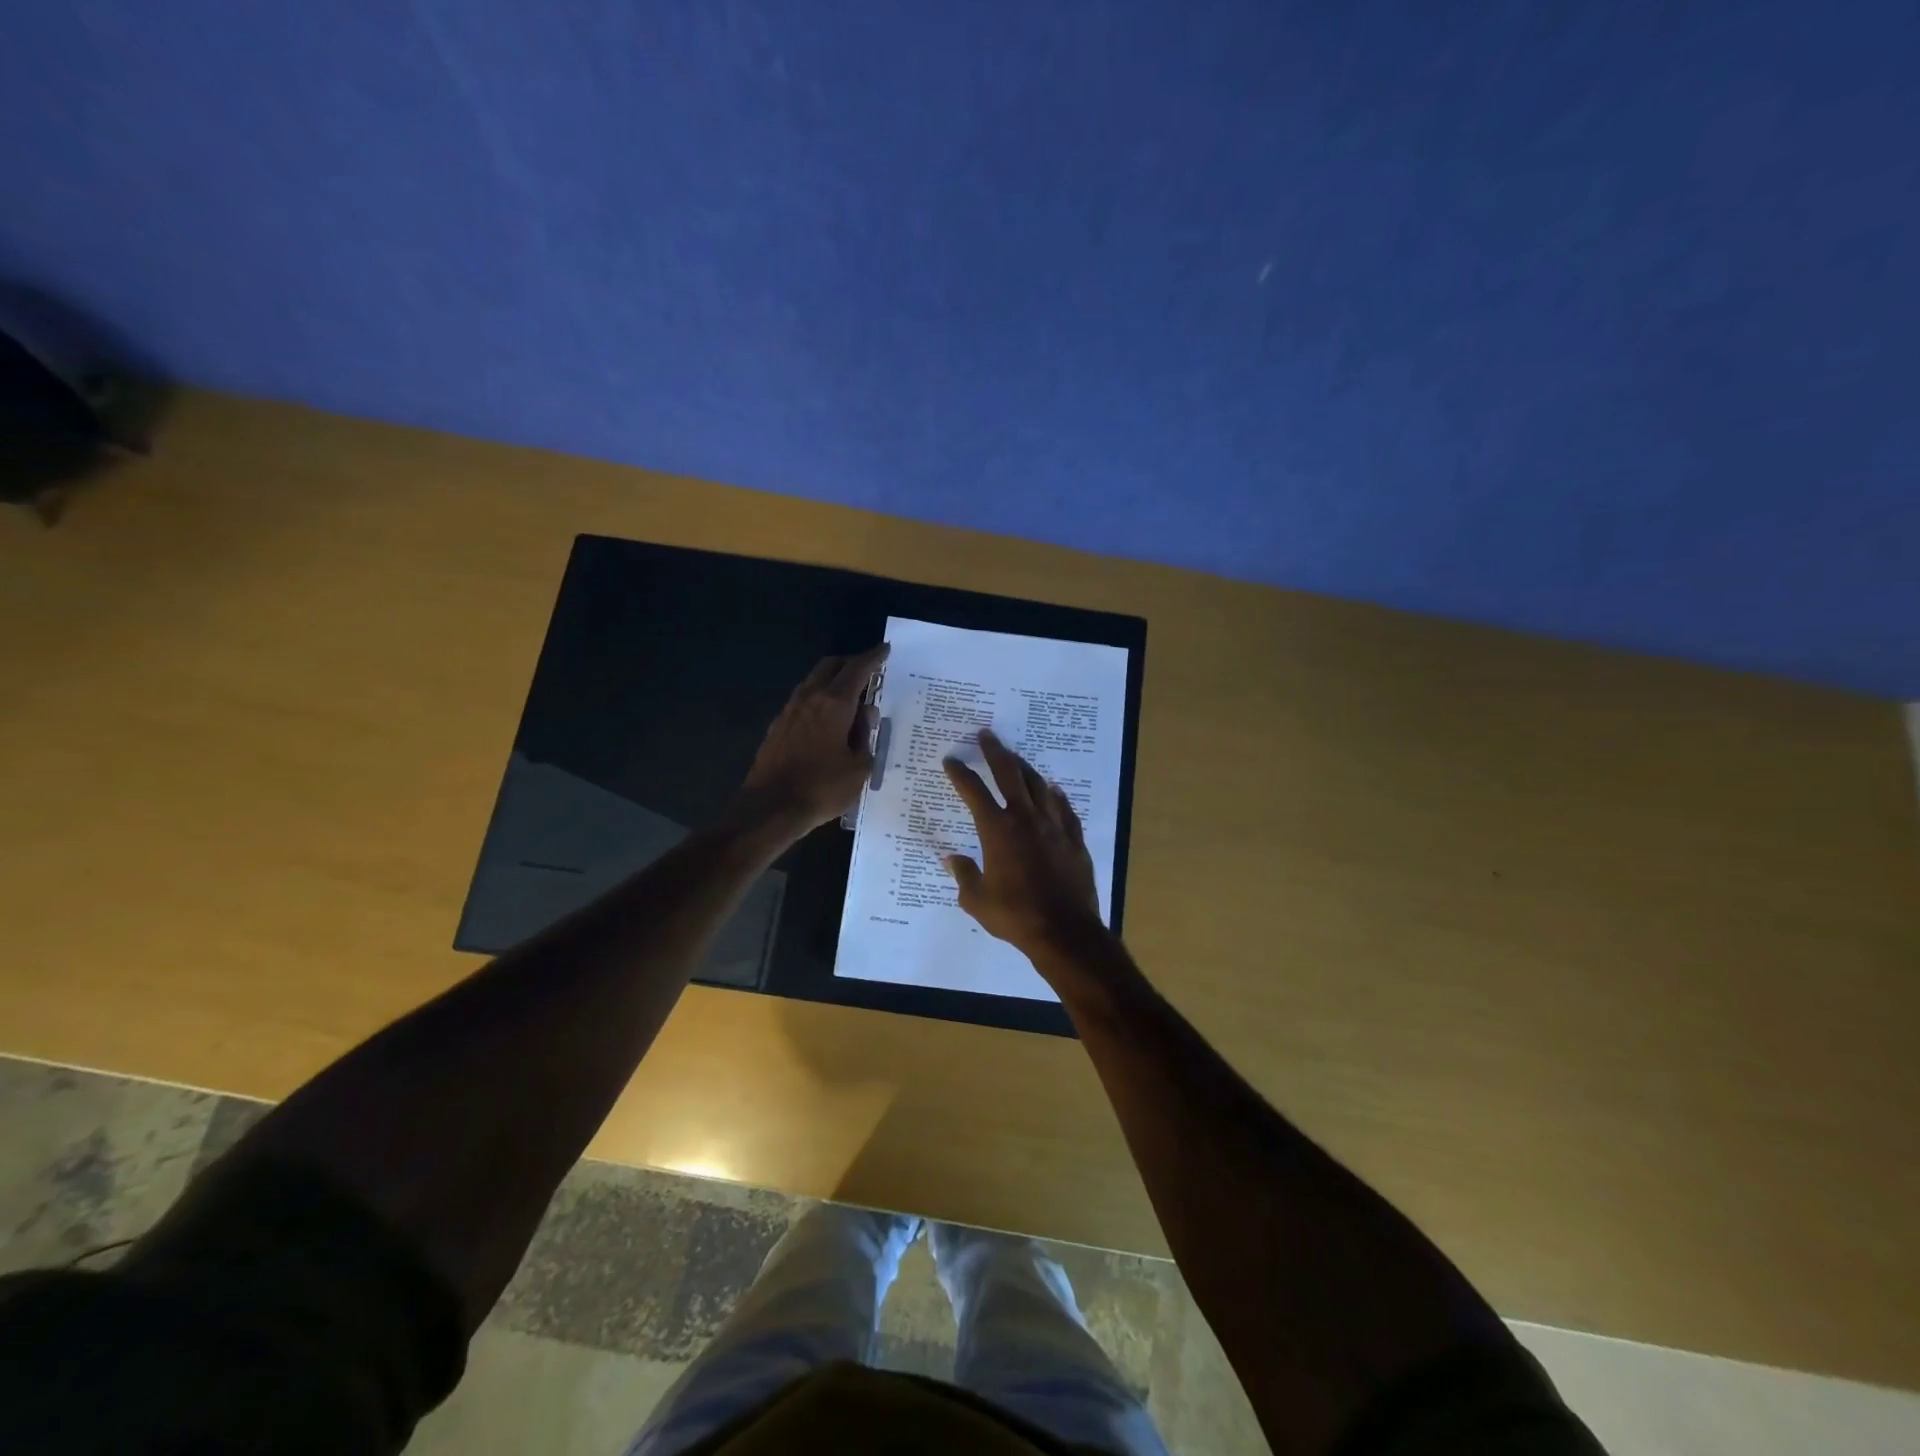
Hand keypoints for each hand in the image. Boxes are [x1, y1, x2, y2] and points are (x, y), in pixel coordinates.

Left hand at [738, 644, 887, 835]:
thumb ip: (866, 737)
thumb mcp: (859, 767)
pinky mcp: (778, 727)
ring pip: (813, 681)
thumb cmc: (822, 788)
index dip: (874, 657)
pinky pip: (803, 701)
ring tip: (850, 696)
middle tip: (868, 670)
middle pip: (830, 666)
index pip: (858, 669)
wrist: (770, 808)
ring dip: (832, 680)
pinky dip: (819, 699)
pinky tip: (828, 719)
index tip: (885, 649)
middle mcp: (810, 698)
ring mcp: (789, 711)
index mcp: (834, 704)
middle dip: (850, 662)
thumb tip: (865, 716)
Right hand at [942, 729, 1107, 959]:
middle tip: (986, 735)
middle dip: (995, 751)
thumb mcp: (977, 900)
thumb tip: (951, 859)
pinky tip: (1053, 789)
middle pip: (1009, 774)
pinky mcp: (1074, 838)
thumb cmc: (1015, 915)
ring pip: (1038, 785)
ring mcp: (1053, 826)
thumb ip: (964, 875)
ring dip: (1025, 768)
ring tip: (1016, 758)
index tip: (951, 760)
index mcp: (997, 830)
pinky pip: (1064, 808)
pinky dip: (1055, 795)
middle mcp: (1025, 818)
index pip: (973, 791)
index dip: (960, 773)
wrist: (1064, 930)